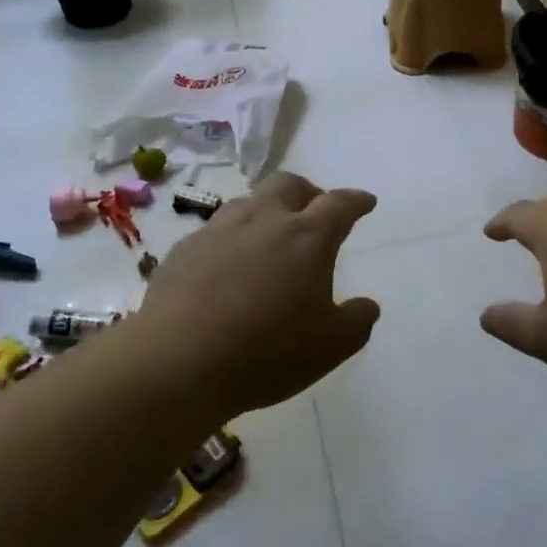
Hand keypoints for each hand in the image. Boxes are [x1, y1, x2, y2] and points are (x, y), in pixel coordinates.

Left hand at [138, 173, 379, 417]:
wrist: (178, 361)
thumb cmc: (267, 352)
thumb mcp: (330, 347)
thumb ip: (357, 321)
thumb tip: (368, 305)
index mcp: (307, 237)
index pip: (340, 204)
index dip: (356, 200)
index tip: (365, 202)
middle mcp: (265, 220)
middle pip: (290, 184)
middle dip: (308, 192)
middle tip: (314, 212)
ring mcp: (219, 230)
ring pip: (249, 201)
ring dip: (267, 211)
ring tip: (269, 238)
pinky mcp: (184, 248)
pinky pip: (215, 230)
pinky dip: (231, 239)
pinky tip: (227, 266)